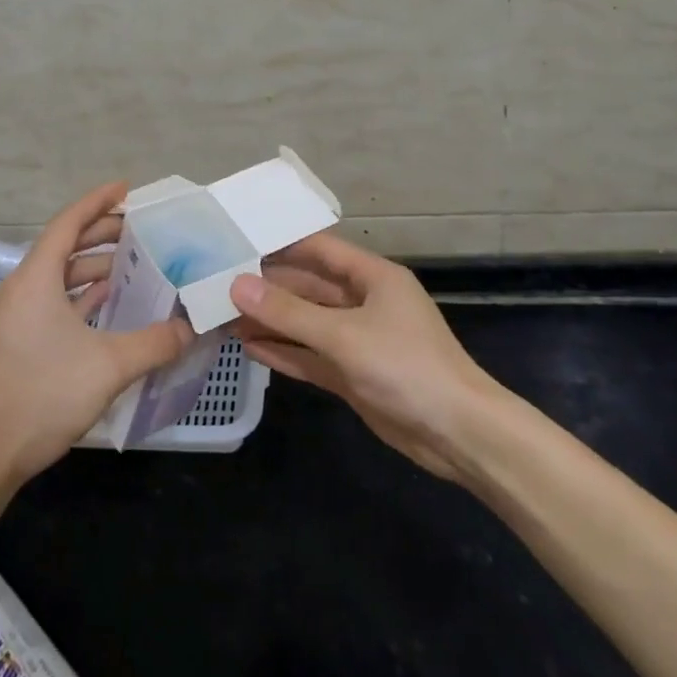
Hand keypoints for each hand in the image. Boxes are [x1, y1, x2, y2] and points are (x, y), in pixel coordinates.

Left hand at [0, 183, 191, 519]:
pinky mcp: (18, 341)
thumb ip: (155, 343)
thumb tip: (191, 329)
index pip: (68, 223)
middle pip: (63, 247)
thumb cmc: (43, 395)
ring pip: (58, 277)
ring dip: (92, 267)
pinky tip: (108, 303)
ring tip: (131, 263)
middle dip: (101, 234)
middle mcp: (22, 289)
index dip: (97, 202)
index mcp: (35, 279)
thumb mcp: (108, 366)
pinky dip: (81, 296)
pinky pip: (53, 302)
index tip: (126, 189)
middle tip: (140, 229)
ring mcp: (16, 316)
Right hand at [230, 233, 499, 480]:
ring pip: (306, 324)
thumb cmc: (405, 367)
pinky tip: (251, 348)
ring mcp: (359, 340)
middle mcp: (365, 302)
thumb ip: (287, 312)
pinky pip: (312, 356)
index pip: (319, 249)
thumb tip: (236, 285)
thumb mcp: (343, 335)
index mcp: (374, 278)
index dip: (280, 245)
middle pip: (308, 287)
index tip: (238, 243)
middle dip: (268, 289)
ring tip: (224, 318)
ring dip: (271, 322)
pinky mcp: (354, 374)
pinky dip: (285, 352)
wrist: (458, 434)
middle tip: (218, 286)